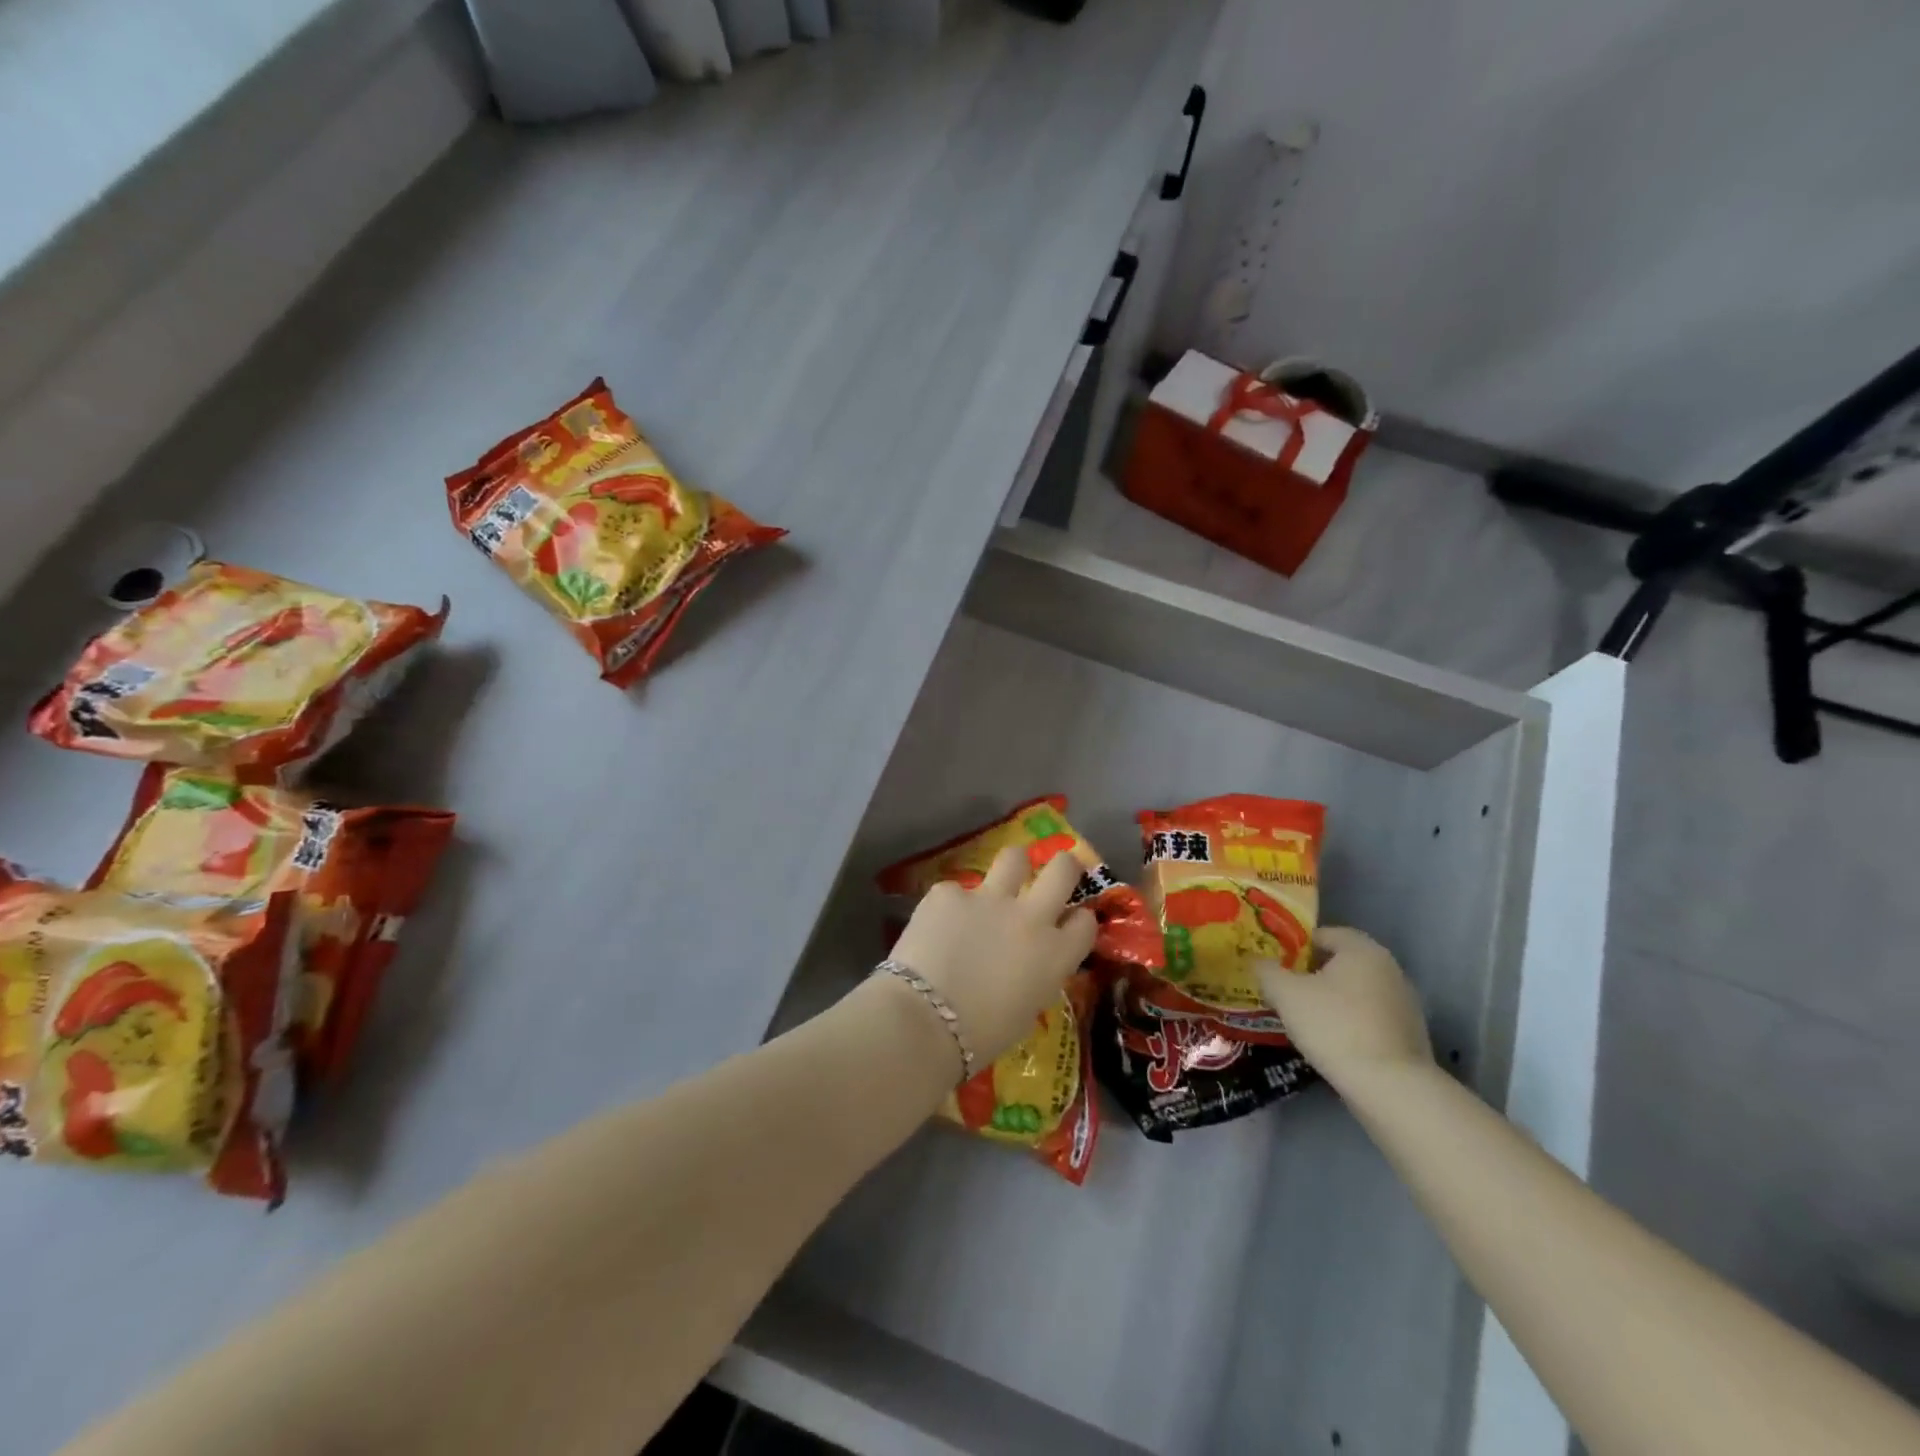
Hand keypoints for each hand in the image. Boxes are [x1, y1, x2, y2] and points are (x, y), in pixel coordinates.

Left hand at [889, 846, 1097, 1064]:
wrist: (925, 1021)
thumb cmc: (981, 1036)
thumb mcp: (1026, 1011)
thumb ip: (1035, 976)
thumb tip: (1025, 965)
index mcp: (1055, 954)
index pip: (1085, 922)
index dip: (1078, 921)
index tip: (1068, 924)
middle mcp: (1030, 917)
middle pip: (1063, 869)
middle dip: (1065, 865)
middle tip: (1058, 870)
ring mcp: (988, 898)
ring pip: (1014, 857)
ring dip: (1012, 868)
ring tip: (999, 883)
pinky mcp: (949, 893)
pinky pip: (955, 891)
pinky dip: (951, 907)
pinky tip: (936, 929)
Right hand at [1255, 926, 1431, 1088]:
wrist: (1391, 1087)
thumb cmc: (1334, 1026)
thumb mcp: (1285, 994)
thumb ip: (1266, 970)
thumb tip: (1255, 960)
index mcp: (1362, 949)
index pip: (1322, 934)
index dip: (1294, 947)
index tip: (1276, 967)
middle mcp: (1389, 968)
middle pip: (1340, 962)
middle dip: (1312, 974)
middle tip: (1285, 991)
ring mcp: (1405, 1002)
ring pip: (1356, 991)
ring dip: (1332, 999)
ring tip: (1306, 1020)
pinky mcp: (1410, 1033)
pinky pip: (1371, 1016)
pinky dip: (1351, 1022)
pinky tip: (1334, 1042)